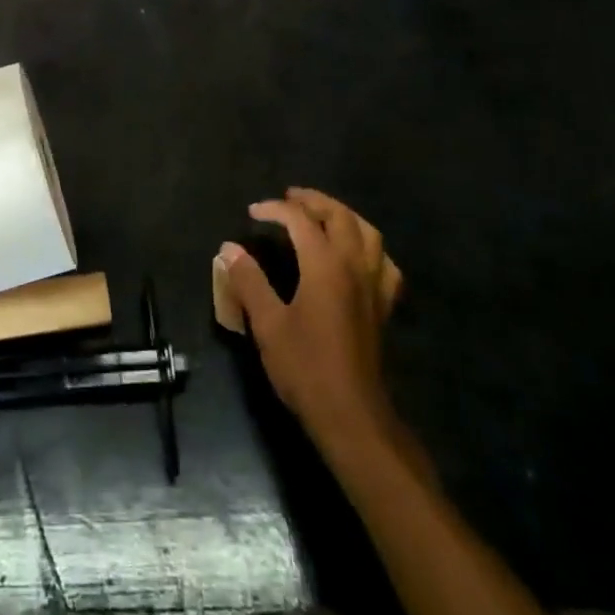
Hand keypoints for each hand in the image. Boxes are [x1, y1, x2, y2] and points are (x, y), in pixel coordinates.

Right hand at [216, 188, 403, 454]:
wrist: (352, 415)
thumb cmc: (305, 367)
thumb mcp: (267, 323)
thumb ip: (248, 281)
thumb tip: (229, 249)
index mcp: (325, 266)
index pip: (300, 220)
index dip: (275, 209)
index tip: (252, 212)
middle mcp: (355, 267)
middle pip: (340, 216)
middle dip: (314, 201)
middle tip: (288, 199)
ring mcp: (374, 287)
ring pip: (368, 233)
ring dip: (343, 216)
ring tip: (321, 216)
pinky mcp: (383, 307)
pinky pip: (384, 263)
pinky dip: (369, 247)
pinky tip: (357, 255)